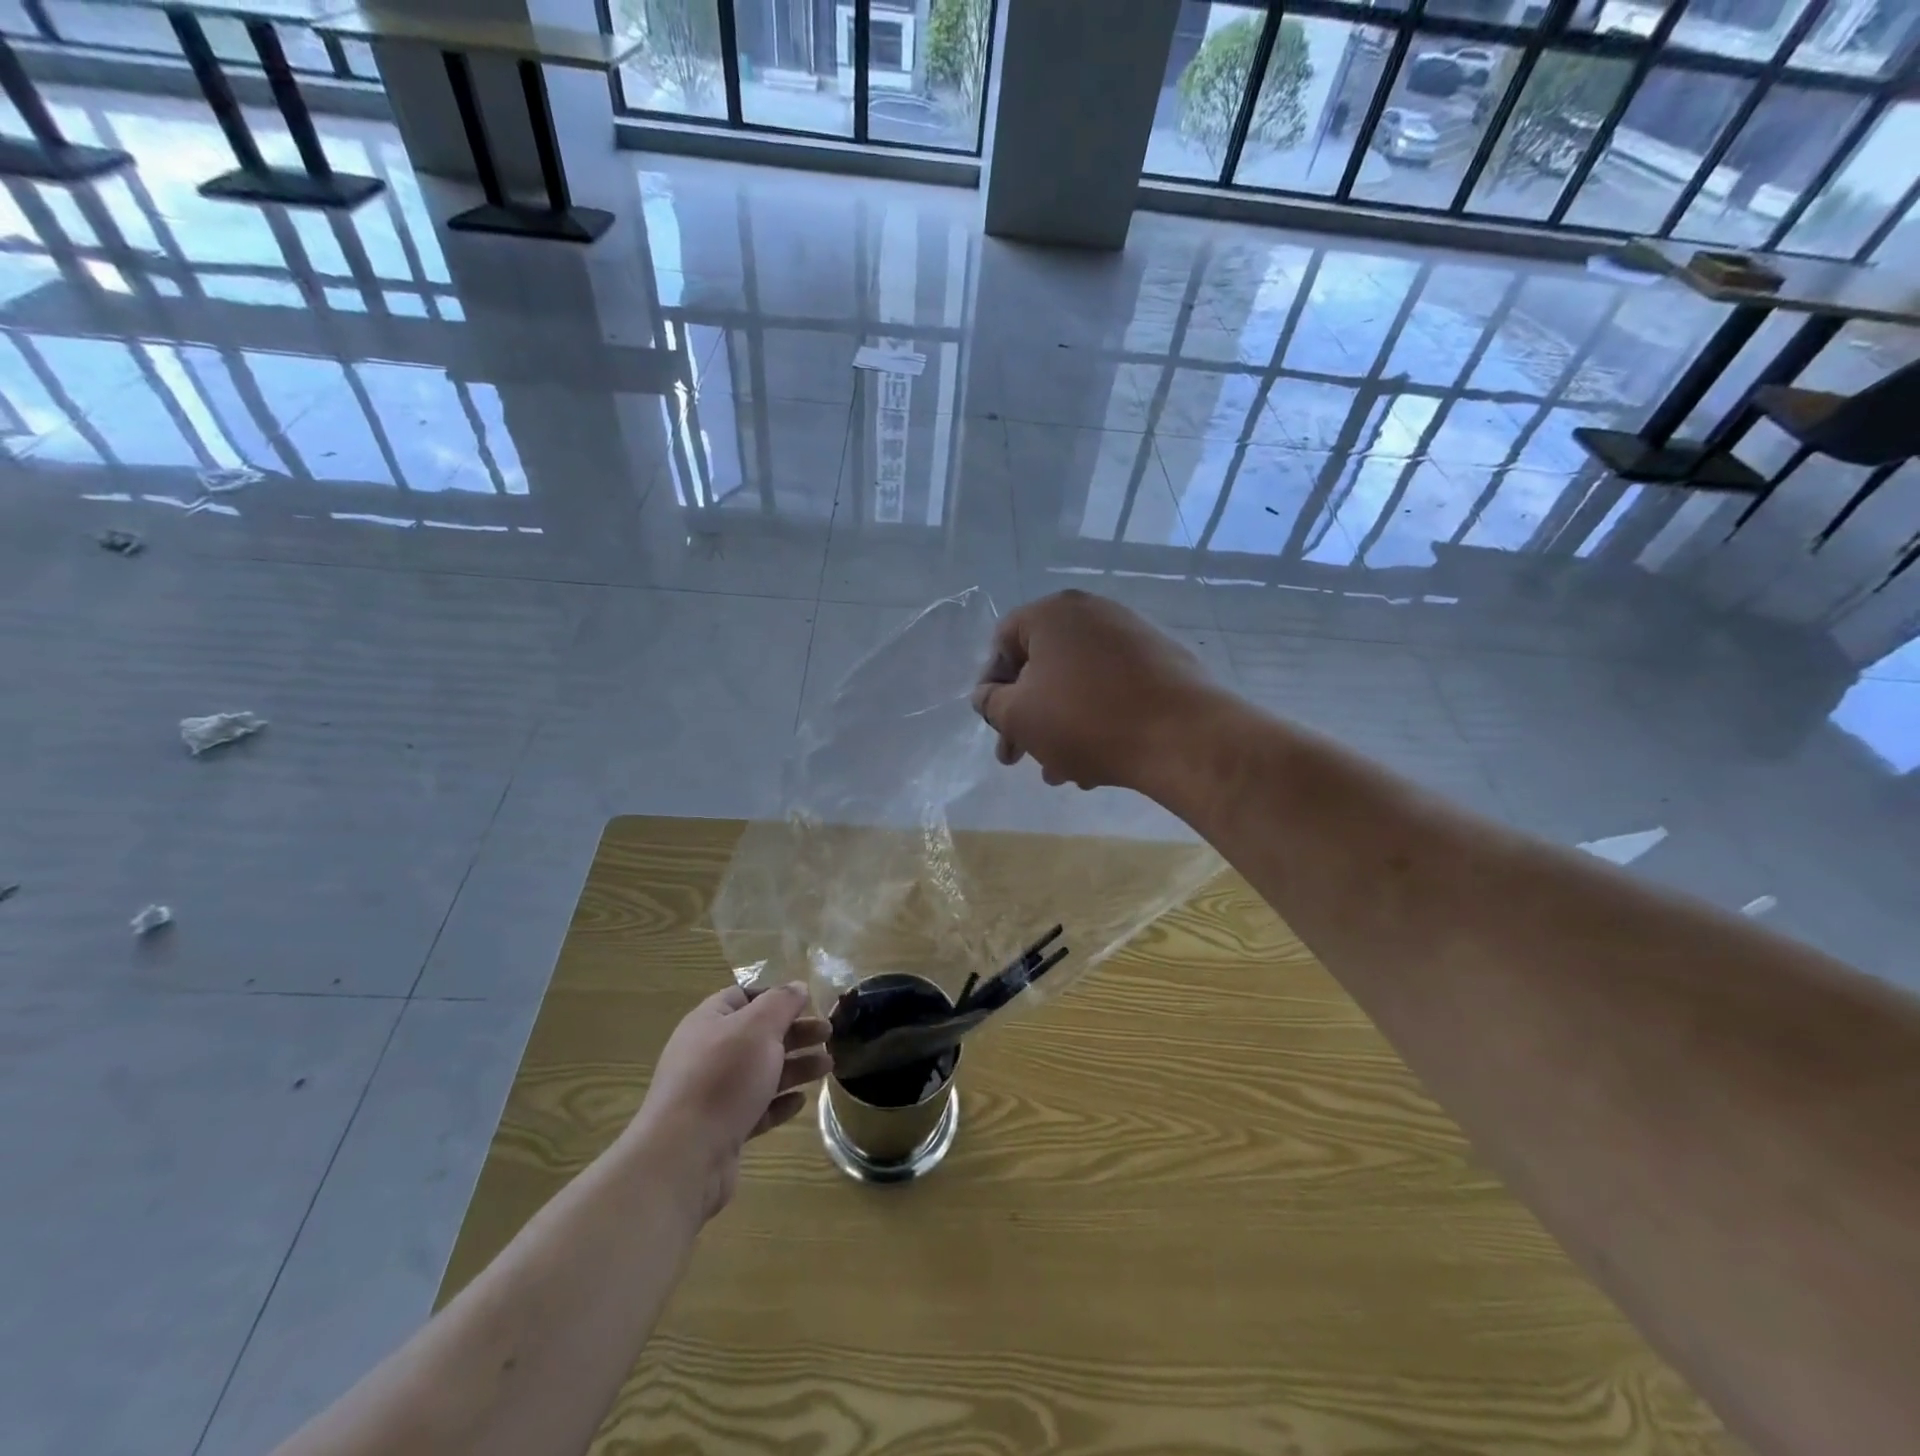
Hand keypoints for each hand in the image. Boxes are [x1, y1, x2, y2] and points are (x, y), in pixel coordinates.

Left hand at [632, 982, 830, 1221]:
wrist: (683, 1157)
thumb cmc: (723, 1077)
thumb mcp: (759, 1027)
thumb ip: (782, 1002)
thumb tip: (797, 986)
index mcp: (709, 1022)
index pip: (743, 996)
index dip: (775, 996)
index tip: (807, 1002)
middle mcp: (708, 1054)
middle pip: (757, 1035)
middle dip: (794, 1033)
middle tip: (828, 1034)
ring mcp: (712, 1094)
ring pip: (760, 1072)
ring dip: (795, 1067)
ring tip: (828, 1066)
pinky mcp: (721, 1129)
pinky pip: (755, 1108)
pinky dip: (779, 1102)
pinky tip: (800, 1101)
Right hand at [971, 590, 1216, 794]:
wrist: (1184, 737)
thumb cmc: (1086, 720)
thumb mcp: (1019, 716)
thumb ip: (991, 703)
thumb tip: (987, 696)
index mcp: (1053, 613)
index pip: (1004, 641)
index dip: (991, 686)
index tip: (995, 724)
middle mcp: (1093, 613)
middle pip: (1042, 667)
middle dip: (1026, 717)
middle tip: (1017, 758)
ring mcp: (1133, 636)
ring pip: (1077, 685)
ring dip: (1059, 728)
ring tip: (1059, 773)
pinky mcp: (1162, 663)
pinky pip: (1112, 690)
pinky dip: (1095, 721)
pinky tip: (1095, 766)